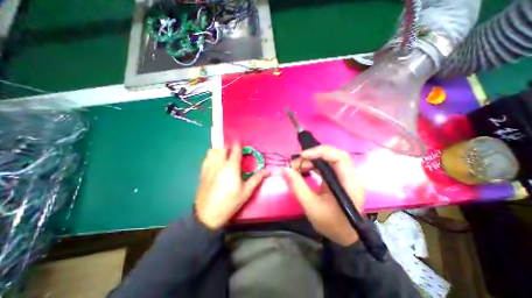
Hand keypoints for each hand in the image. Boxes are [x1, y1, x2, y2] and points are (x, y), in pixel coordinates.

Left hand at [194, 144, 270, 229]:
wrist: (208, 214)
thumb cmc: (230, 202)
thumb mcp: (246, 191)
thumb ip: (257, 178)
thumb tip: (268, 171)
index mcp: (231, 167)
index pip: (235, 150)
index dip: (238, 144)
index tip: (240, 142)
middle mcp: (219, 164)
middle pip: (222, 148)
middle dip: (228, 146)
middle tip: (233, 150)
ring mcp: (209, 168)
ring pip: (212, 151)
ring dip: (219, 149)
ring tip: (224, 154)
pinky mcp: (202, 173)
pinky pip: (206, 158)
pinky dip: (211, 156)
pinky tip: (215, 162)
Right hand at [282, 146, 366, 245]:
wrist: (344, 237)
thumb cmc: (330, 224)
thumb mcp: (310, 206)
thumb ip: (297, 186)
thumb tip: (285, 169)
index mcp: (349, 184)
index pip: (339, 157)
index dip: (321, 152)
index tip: (302, 156)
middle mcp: (350, 177)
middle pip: (333, 155)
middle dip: (313, 156)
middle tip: (295, 163)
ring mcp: (345, 177)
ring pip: (328, 159)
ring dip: (311, 160)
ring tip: (297, 167)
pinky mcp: (339, 179)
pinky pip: (326, 166)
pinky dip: (314, 165)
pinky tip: (304, 169)